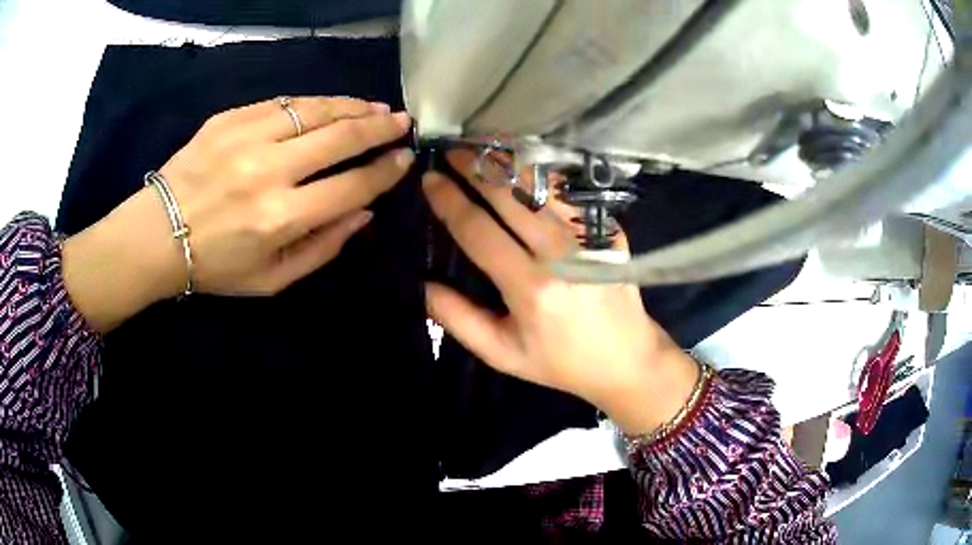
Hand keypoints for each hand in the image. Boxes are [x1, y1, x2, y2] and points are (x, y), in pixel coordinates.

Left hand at [63, 96, 412, 331]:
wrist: (157, 235)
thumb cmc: (215, 266)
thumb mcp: (273, 281)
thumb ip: (323, 248)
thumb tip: (364, 213)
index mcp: (280, 218)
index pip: (352, 186)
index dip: (386, 170)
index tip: (404, 158)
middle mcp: (268, 172)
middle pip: (340, 137)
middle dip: (379, 126)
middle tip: (402, 120)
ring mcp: (245, 138)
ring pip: (314, 110)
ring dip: (351, 106)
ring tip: (374, 106)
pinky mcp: (228, 120)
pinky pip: (281, 103)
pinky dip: (311, 103)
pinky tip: (326, 106)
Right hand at [423, 150, 698, 434]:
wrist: (626, 357)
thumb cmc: (560, 360)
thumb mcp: (503, 353)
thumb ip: (458, 319)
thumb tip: (423, 285)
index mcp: (530, 286)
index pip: (478, 230)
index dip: (449, 201)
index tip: (429, 180)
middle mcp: (559, 253)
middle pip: (508, 196)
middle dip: (474, 168)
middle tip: (450, 152)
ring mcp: (588, 236)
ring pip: (540, 186)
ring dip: (506, 162)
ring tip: (481, 146)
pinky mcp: (608, 230)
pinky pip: (567, 193)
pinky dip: (541, 173)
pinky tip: (523, 162)